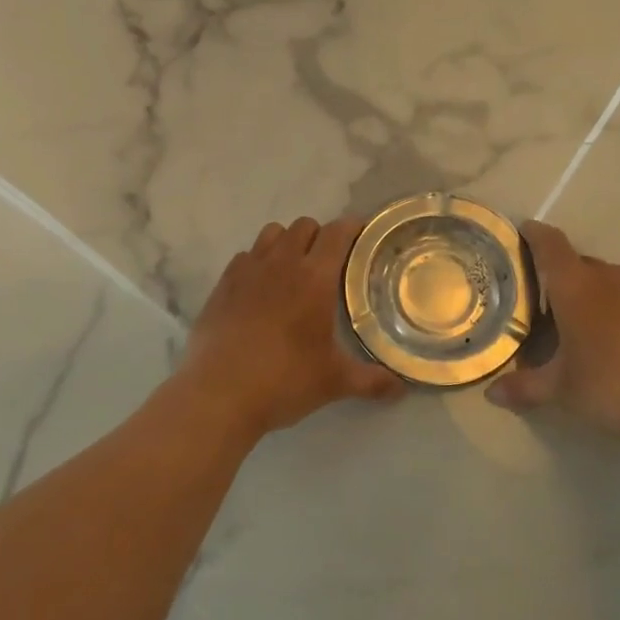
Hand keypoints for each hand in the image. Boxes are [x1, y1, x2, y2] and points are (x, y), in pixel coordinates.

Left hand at [174, 216, 404, 439]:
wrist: (218, 394)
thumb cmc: (283, 381)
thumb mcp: (334, 382)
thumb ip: (371, 381)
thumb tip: (401, 388)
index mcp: (315, 278)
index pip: (337, 233)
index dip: (352, 227)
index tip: (362, 234)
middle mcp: (282, 263)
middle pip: (304, 226)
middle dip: (320, 235)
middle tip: (328, 261)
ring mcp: (248, 270)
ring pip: (272, 233)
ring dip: (287, 242)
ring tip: (293, 269)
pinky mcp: (222, 284)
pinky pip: (245, 256)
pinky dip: (257, 262)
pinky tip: (260, 288)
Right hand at [485, 221, 619, 445]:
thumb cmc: (611, 385)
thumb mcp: (561, 391)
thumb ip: (525, 388)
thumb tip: (492, 394)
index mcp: (575, 285)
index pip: (550, 244)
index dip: (534, 234)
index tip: (522, 232)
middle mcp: (607, 278)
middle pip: (576, 261)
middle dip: (558, 273)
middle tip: (540, 297)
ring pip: (605, 279)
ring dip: (588, 291)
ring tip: (575, 321)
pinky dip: (614, 309)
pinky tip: (613, 340)